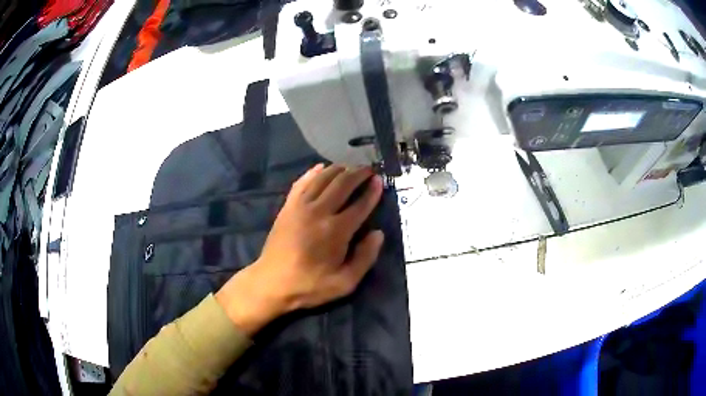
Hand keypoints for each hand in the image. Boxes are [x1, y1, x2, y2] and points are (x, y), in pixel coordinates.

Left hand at [216, 164, 384, 335]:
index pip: (360, 204)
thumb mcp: (344, 283)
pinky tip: (320, 167)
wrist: (271, 283)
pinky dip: (313, 172)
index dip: (372, 191)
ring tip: (350, 167)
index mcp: (336, 230)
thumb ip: (365, 258)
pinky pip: (302, 182)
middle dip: (358, 173)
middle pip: (342, 184)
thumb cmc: (309, 285)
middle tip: (368, 169)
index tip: (379, 180)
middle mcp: (319, 211)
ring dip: (339, 169)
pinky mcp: (287, 206)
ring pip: (323, 178)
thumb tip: (378, 233)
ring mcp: (300, 206)